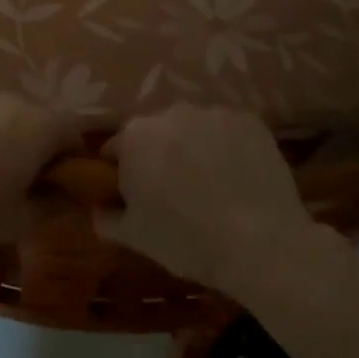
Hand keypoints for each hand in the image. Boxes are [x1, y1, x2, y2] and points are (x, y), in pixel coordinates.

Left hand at [0, 91, 80, 245]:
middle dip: (28, 144)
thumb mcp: (19, 222)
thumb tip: (68, 202)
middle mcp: (8, 99)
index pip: (73, 131)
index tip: (57, 180)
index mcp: (38, 126)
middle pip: (31, 118)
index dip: (70, 155)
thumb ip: (52, 208)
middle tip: (12, 178)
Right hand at [96, 105, 318, 298]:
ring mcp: (212, 113)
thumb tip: (98, 208)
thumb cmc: (187, 240)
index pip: (116, 149)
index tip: (136, 196)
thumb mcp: (135, 237)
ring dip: (193, 147)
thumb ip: (106, 217)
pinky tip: (238, 176)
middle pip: (155, 133)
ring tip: (211, 184)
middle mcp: (169, 113)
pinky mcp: (249, 120)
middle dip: (159, 155)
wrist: (261, 244)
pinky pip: (227, 130)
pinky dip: (228, 147)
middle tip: (174, 192)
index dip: (123, 173)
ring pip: (193, 129)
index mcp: (134, 137)